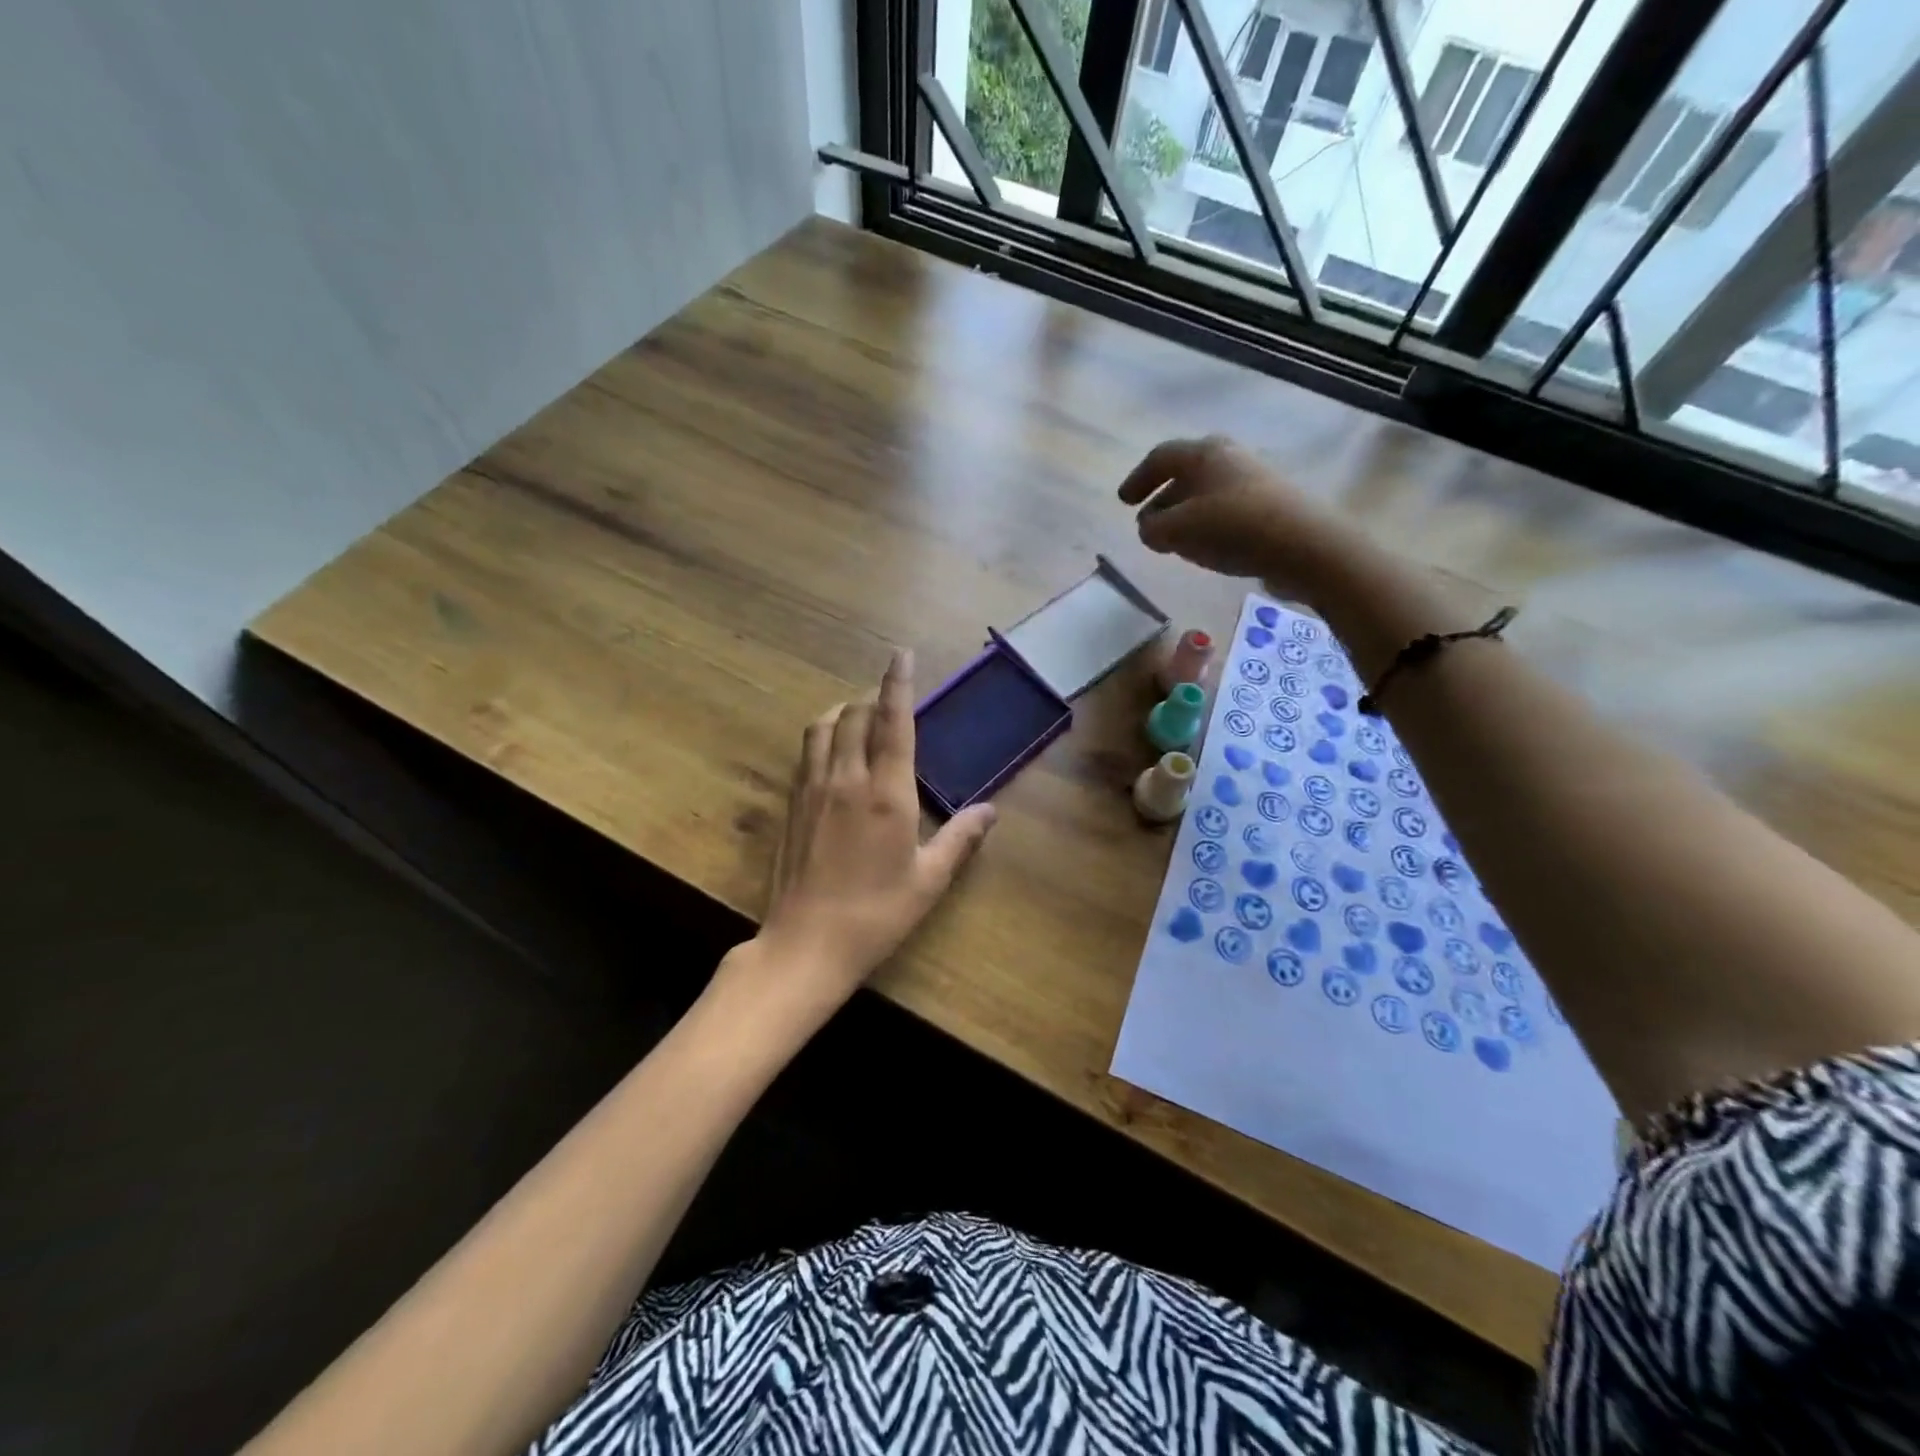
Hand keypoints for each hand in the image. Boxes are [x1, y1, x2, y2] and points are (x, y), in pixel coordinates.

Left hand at [749, 651, 995, 1012]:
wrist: (805, 944)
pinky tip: (832, 752)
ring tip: (859, 717)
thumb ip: (961, 839)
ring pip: (822, 727)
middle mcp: (846, 779)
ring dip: (842, 711)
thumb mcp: (928, 880)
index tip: (901, 654)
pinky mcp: (792, 804)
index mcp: (885, 793)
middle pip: (854, 714)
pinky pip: (806, 752)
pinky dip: (822, 736)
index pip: (892, 722)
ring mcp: (812, 789)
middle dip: (872, 697)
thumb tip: (991, 810)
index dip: (898, 683)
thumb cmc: (876, 914)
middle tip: (889, 701)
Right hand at [1118, 436, 1362, 598]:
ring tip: (1174, 542)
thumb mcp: (1176, 531)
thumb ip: (1151, 528)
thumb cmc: (1231, 528)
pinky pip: (1225, 510)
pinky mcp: (1268, 504)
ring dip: (1184, 515)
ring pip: (1205, 494)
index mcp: (1203, 453)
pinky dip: (1206, 525)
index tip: (1124, 502)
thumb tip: (1149, 527)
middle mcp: (1228, 457)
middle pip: (1185, 474)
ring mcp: (1252, 479)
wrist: (1303, 544)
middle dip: (1162, 499)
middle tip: (1148, 524)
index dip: (1137, 479)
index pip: (1160, 458)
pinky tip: (1206, 548)